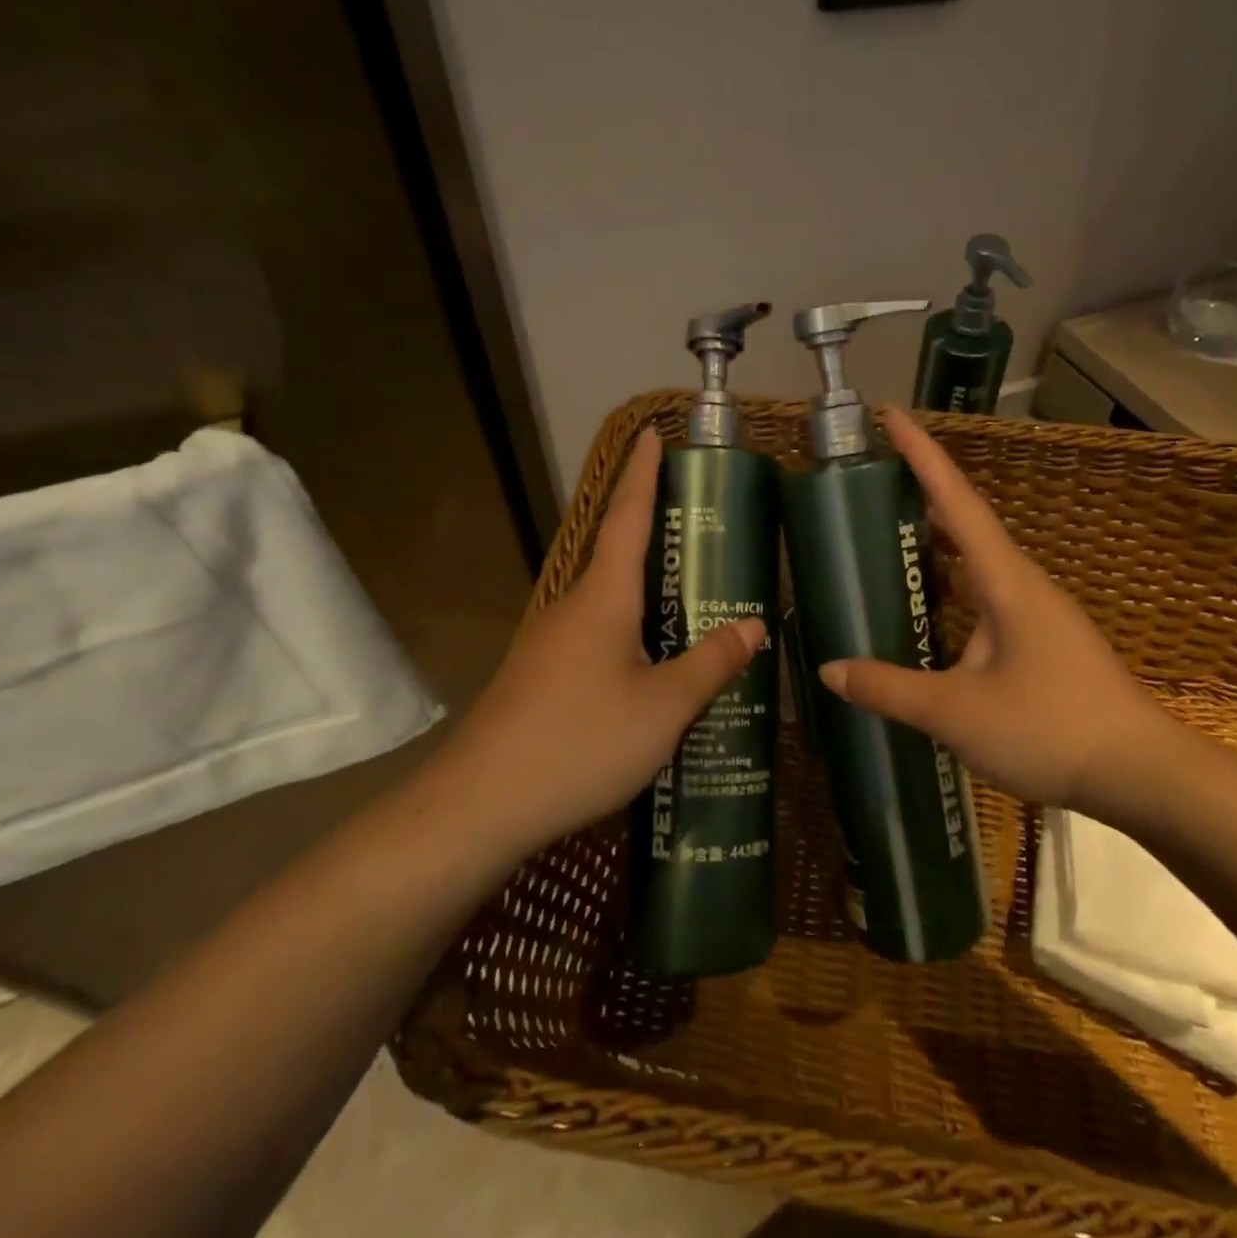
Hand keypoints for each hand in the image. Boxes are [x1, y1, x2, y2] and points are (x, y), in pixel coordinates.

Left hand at [430, 427, 765, 859]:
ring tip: (695, 596)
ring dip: (648, 588)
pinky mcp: (544, 674)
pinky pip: (600, 635)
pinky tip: (656, 662)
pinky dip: (633, 630)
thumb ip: (711, 664)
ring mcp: (553, 642)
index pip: (628, 517)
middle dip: (655, 530)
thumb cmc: (581, 741)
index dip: (644, 474)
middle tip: (704, 524)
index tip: (654, 434)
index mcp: (604, 598)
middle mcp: (574, 607)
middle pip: (619, 554)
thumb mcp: (664, 707)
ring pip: (610, 601)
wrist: (482, 803)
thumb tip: (754, 625)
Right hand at [818, 410, 1184, 821]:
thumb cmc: (1050, 728)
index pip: (958, 502)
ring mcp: (1037, 616)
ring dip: (938, 547)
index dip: (923, 457)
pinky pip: (986, 601)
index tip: (893, 416)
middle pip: (967, 525)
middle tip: (874, 482)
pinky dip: (952, 593)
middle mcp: (1023, 586)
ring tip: (891, 540)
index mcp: (1006, 581)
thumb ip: (889, 688)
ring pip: (978, 566)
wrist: (1142, 776)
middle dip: (923, 496)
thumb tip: (830, 669)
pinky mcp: (1042, 646)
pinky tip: (930, 618)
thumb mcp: (956, 712)